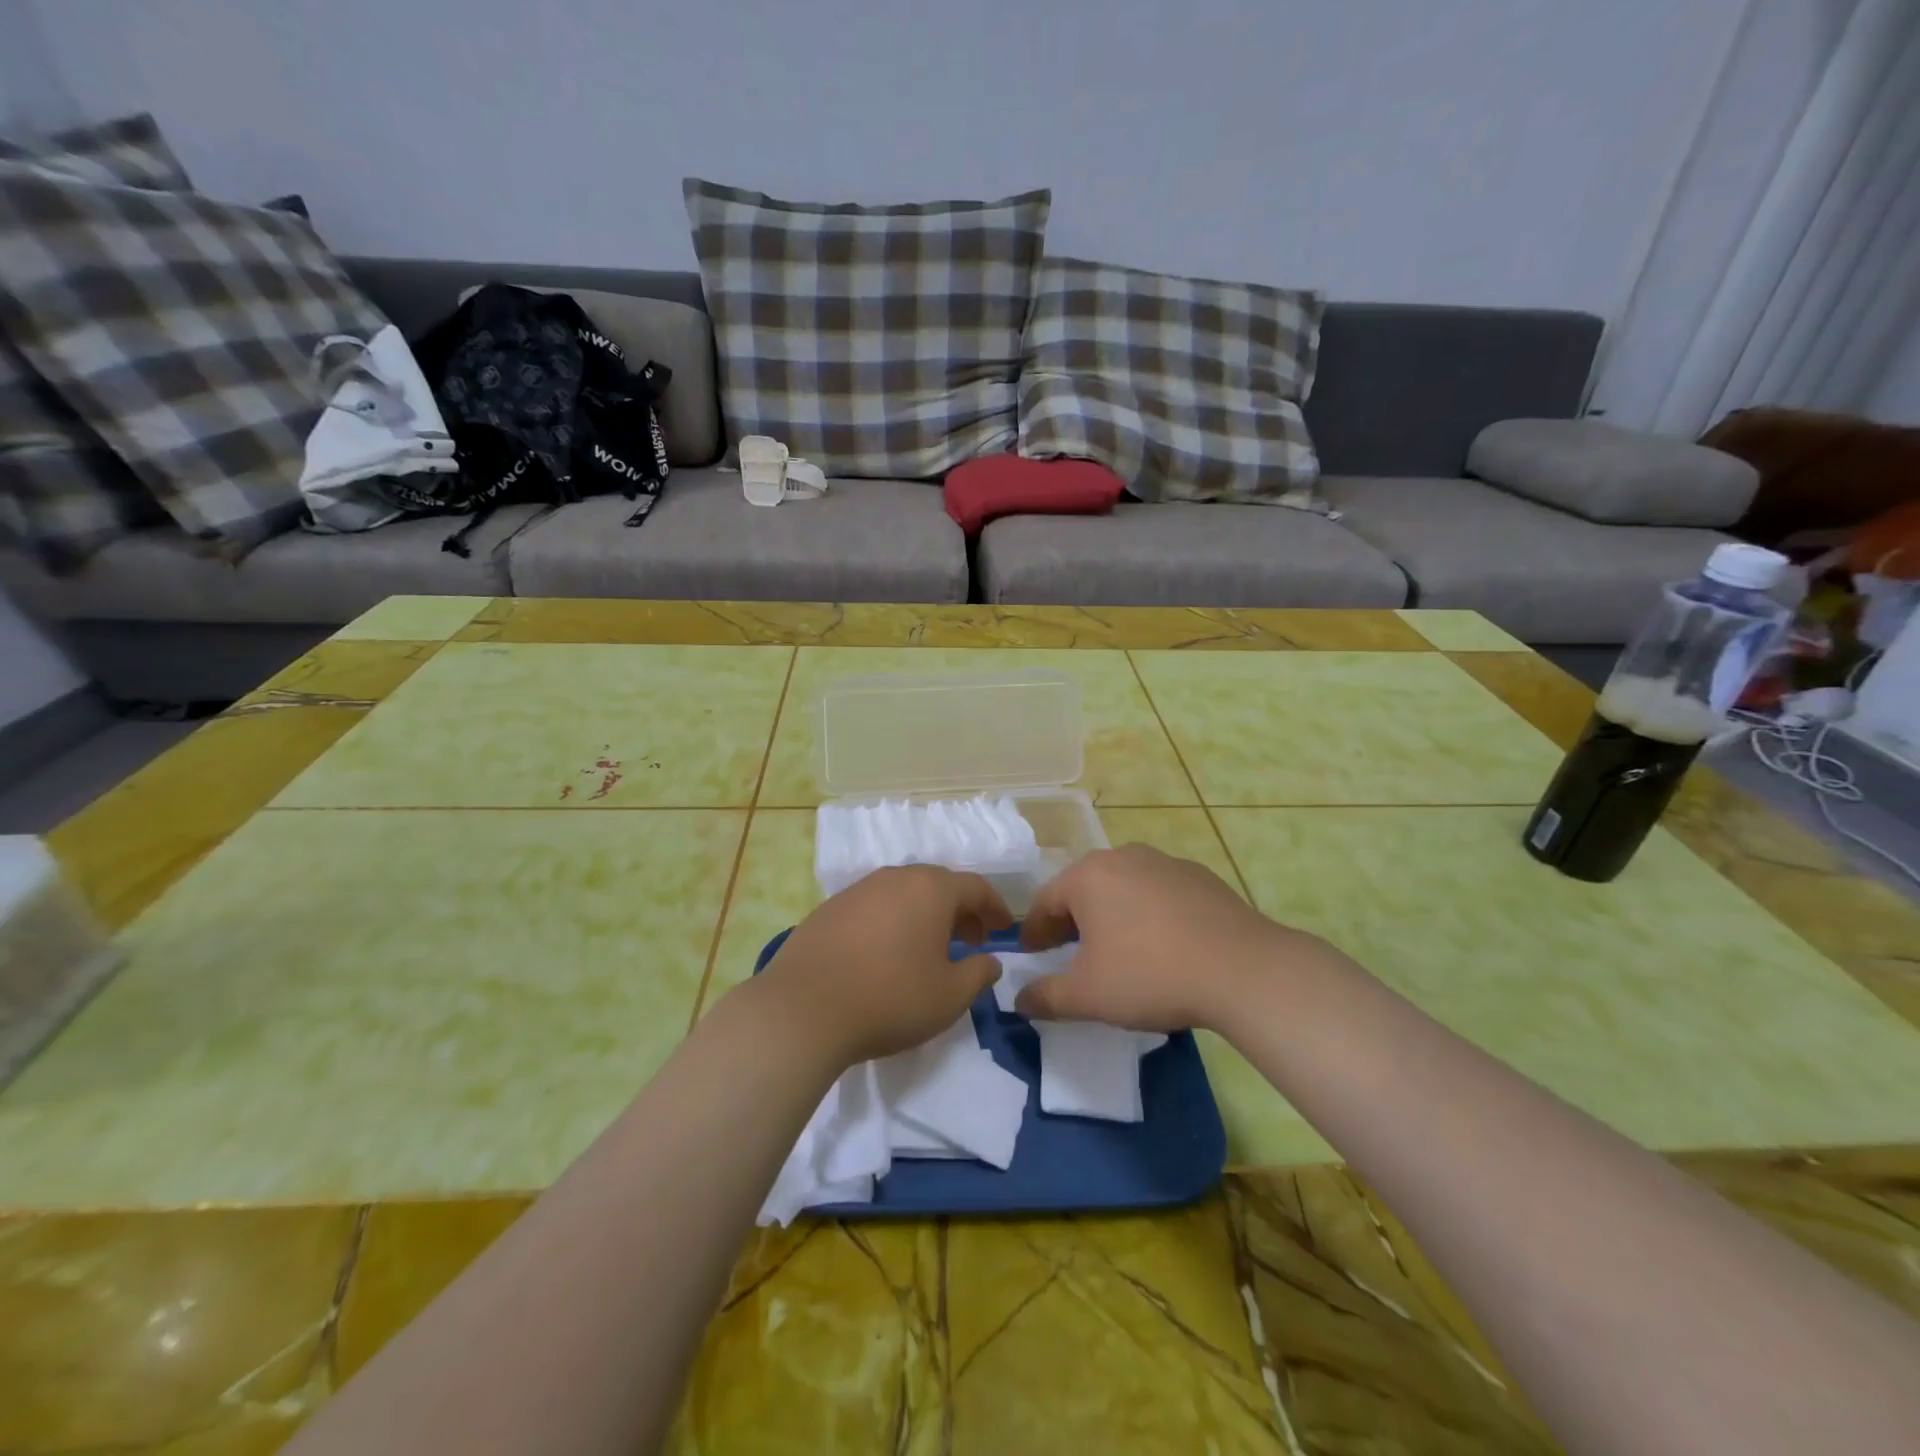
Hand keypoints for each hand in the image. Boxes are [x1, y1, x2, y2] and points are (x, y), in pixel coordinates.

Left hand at [755, 865, 1011, 1066]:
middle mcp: (895, 878)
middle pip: (938, 885)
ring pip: (904, 893)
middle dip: (960, 910)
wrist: (803, 1010)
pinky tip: (885, 953)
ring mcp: (858, 890)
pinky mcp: (829, 908)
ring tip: (928, 949)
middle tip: (971, 941)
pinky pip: (874, 906)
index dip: (995, 907)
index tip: (1003, 929)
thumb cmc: (890, 999)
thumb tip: (990, 960)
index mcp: (931, 889)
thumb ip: (979, 974)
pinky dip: (892, 921)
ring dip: (924, 915)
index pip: (975, 886)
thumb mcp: (949, 996)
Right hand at [1016, 844, 1321, 1032]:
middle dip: (1072, 921)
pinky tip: (1163, 945)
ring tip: (1118, 951)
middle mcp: (1122, 857)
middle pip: (1084, 889)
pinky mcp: (1200, 876)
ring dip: (1111, 915)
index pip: (1045, 901)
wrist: (1243, 970)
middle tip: (1069, 954)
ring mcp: (1165, 862)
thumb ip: (1045, 997)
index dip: (1035, 931)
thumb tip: (1020, 1000)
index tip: (1032, 955)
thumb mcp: (1088, 996)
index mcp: (1088, 876)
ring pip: (1123, 888)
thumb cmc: (1150, 976)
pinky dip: (1149, 914)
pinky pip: (1159, 893)